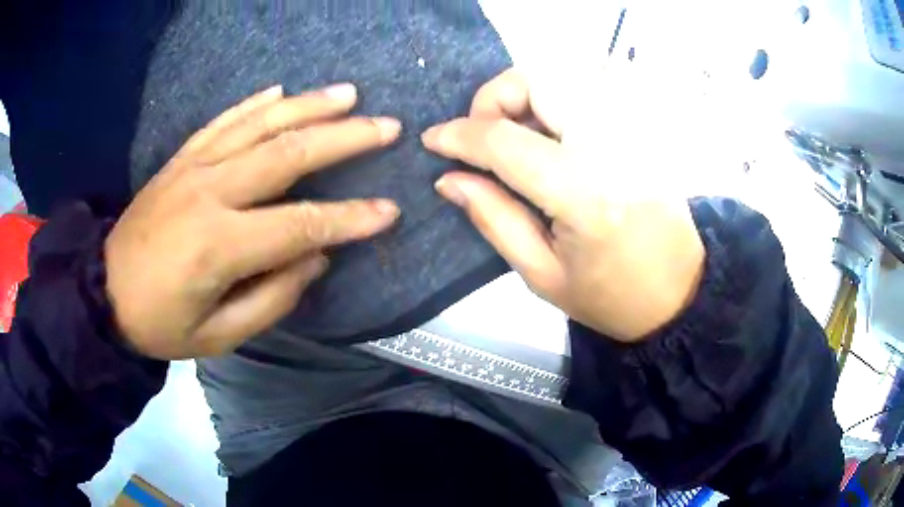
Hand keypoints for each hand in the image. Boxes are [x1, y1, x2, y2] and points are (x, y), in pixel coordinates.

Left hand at [106, 84, 400, 358]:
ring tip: (348, 94)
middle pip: (287, 153)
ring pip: (259, 124)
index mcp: (218, 245)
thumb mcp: (218, 336)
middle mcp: (209, 192)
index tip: (389, 211)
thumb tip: (316, 257)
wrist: (103, 293)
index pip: (300, 223)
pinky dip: (255, 103)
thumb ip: (272, 300)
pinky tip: (282, 90)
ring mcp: (192, 167)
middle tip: (387, 126)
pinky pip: (222, 120)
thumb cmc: (161, 324)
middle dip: (344, 138)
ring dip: (308, 105)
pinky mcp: (179, 159)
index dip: (350, 218)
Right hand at [422, 69, 705, 341]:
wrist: (681, 293)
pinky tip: (546, 141)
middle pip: (537, 81)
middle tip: (481, 136)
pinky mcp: (640, 131)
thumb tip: (448, 179)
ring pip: (561, 79)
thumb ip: (493, 218)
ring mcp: (631, 132)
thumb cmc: (612, 298)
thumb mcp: (542, 275)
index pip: (506, 140)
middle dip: (492, 99)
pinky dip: (551, 106)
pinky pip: (585, 95)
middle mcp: (611, 147)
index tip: (433, 140)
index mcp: (585, 196)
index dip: (460, 135)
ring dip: (522, 98)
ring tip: (511, 139)